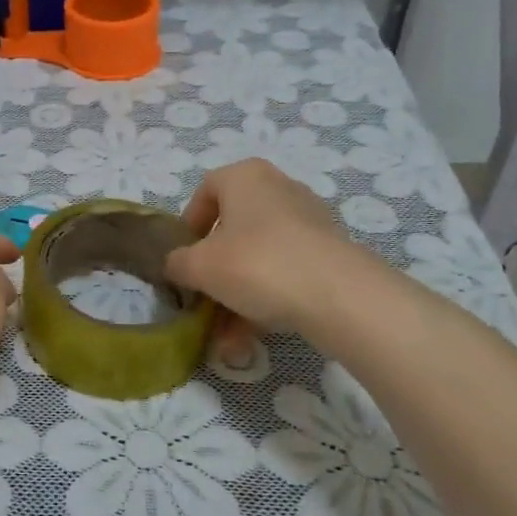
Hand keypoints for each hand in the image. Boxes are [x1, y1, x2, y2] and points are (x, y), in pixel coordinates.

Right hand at [165, 159, 350, 357]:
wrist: (340, 296)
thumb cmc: (257, 264)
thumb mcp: (199, 266)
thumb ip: (178, 263)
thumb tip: (177, 266)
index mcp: (246, 177)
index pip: (206, 190)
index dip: (189, 224)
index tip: (184, 256)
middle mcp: (279, 189)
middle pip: (234, 229)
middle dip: (216, 271)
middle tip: (205, 299)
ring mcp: (310, 221)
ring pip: (260, 257)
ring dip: (239, 295)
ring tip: (228, 339)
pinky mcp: (331, 253)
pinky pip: (287, 272)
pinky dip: (268, 300)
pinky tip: (254, 339)